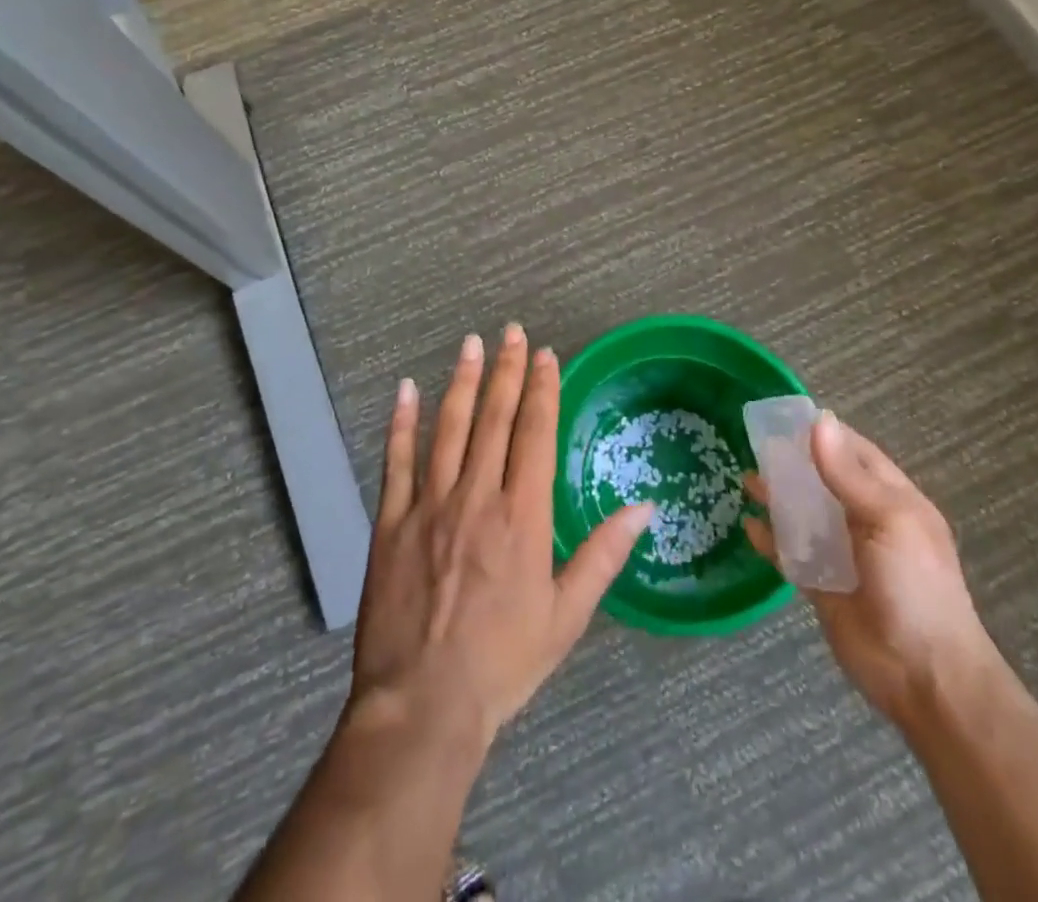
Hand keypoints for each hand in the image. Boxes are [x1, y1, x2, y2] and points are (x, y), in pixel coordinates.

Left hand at [349, 324, 651, 749]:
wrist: (423, 706)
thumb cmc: (503, 661)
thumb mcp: (567, 615)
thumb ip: (604, 554)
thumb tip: (645, 507)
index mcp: (522, 515)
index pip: (535, 433)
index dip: (542, 389)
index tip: (545, 355)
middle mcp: (477, 496)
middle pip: (495, 418)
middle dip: (506, 370)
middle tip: (512, 331)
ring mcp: (429, 505)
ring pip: (449, 428)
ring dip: (463, 382)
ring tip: (471, 344)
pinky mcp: (391, 522)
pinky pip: (397, 461)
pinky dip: (402, 422)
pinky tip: (407, 389)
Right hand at [744, 413, 993, 730]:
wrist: (925, 677)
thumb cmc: (915, 587)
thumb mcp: (887, 520)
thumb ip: (847, 474)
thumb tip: (819, 420)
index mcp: (890, 498)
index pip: (853, 452)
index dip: (822, 432)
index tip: (782, 416)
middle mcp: (865, 520)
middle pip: (823, 480)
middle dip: (792, 462)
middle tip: (753, 444)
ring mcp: (842, 554)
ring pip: (803, 514)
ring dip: (777, 497)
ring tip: (745, 479)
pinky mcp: (822, 585)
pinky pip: (791, 554)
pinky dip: (770, 540)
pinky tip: (748, 526)